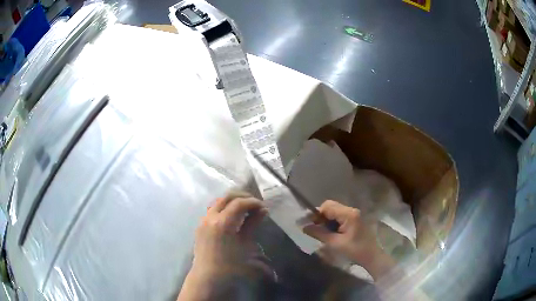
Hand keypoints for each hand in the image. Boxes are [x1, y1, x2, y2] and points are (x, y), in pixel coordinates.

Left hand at [179, 192, 267, 300]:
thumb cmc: (230, 265)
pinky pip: (212, 210)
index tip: (264, 207)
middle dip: (242, 197)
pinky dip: (224, 208)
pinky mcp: (200, 226)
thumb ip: (252, 224)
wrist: (208, 277)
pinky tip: (232, 217)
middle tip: (255, 204)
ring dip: (232, 201)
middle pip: (227, 197)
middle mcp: (210, 217)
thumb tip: (263, 211)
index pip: (239, 203)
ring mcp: (203, 220)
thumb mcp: (245, 244)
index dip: (253, 202)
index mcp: (222, 223)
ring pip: (218, 202)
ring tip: (245, 209)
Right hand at [303, 200, 395, 279]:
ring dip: (325, 220)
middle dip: (319, 216)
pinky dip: (331, 222)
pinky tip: (328, 232)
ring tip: (318, 231)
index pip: (327, 206)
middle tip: (311, 228)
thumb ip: (319, 233)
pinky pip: (339, 217)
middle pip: (331, 207)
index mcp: (348, 214)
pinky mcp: (354, 220)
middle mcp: (351, 210)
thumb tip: (304, 227)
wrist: (371, 256)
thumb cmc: (354, 250)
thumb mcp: (335, 243)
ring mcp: (354, 215)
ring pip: (334, 212)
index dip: (315, 214)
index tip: (306, 223)